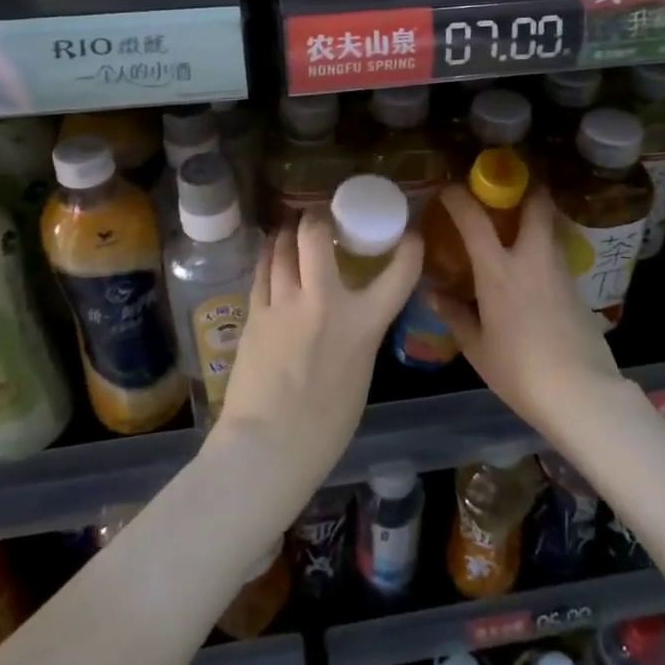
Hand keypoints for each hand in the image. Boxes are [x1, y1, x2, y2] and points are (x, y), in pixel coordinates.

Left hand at [212, 210, 421, 498]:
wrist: (269, 446)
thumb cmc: (325, 426)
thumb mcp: (361, 373)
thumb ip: (360, 334)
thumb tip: (352, 315)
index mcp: (363, 324)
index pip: (398, 273)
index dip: (409, 248)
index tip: (409, 236)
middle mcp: (324, 302)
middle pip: (316, 235)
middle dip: (319, 218)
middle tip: (323, 217)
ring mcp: (284, 303)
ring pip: (282, 247)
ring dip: (290, 232)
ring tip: (294, 228)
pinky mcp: (255, 313)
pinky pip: (263, 270)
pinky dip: (270, 254)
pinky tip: (272, 248)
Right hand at [429, 185, 622, 433]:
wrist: (580, 393)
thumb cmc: (519, 371)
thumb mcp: (477, 348)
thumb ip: (455, 316)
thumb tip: (434, 294)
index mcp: (498, 271)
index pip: (475, 219)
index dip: (459, 197)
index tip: (448, 189)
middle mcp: (531, 258)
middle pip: (536, 203)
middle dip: (523, 187)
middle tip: (504, 189)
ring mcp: (559, 269)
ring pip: (550, 225)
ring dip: (535, 214)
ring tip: (515, 224)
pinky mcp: (577, 286)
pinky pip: (557, 250)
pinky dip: (543, 244)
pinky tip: (532, 263)